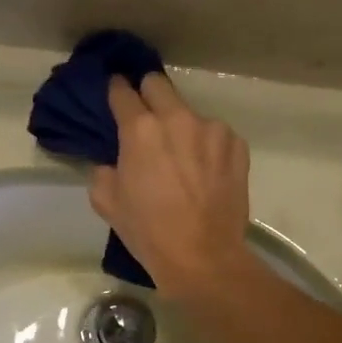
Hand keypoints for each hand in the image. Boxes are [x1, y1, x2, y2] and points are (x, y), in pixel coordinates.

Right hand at [90, 73, 253, 298]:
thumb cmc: (149, 232)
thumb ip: (104, 171)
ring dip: (182, 128)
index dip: (116, 92)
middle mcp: (177, 118)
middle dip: (148, 95)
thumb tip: (113, 162)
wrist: (203, 257)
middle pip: (158, 84)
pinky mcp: (237, 145)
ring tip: (184, 159)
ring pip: (190, 113)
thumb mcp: (107, 203)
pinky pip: (216, 136)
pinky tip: (207, 173)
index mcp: (140, 129)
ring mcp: (212, 130)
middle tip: (147, 120)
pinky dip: (208, 147)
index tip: (116, 96)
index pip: (122, 91)